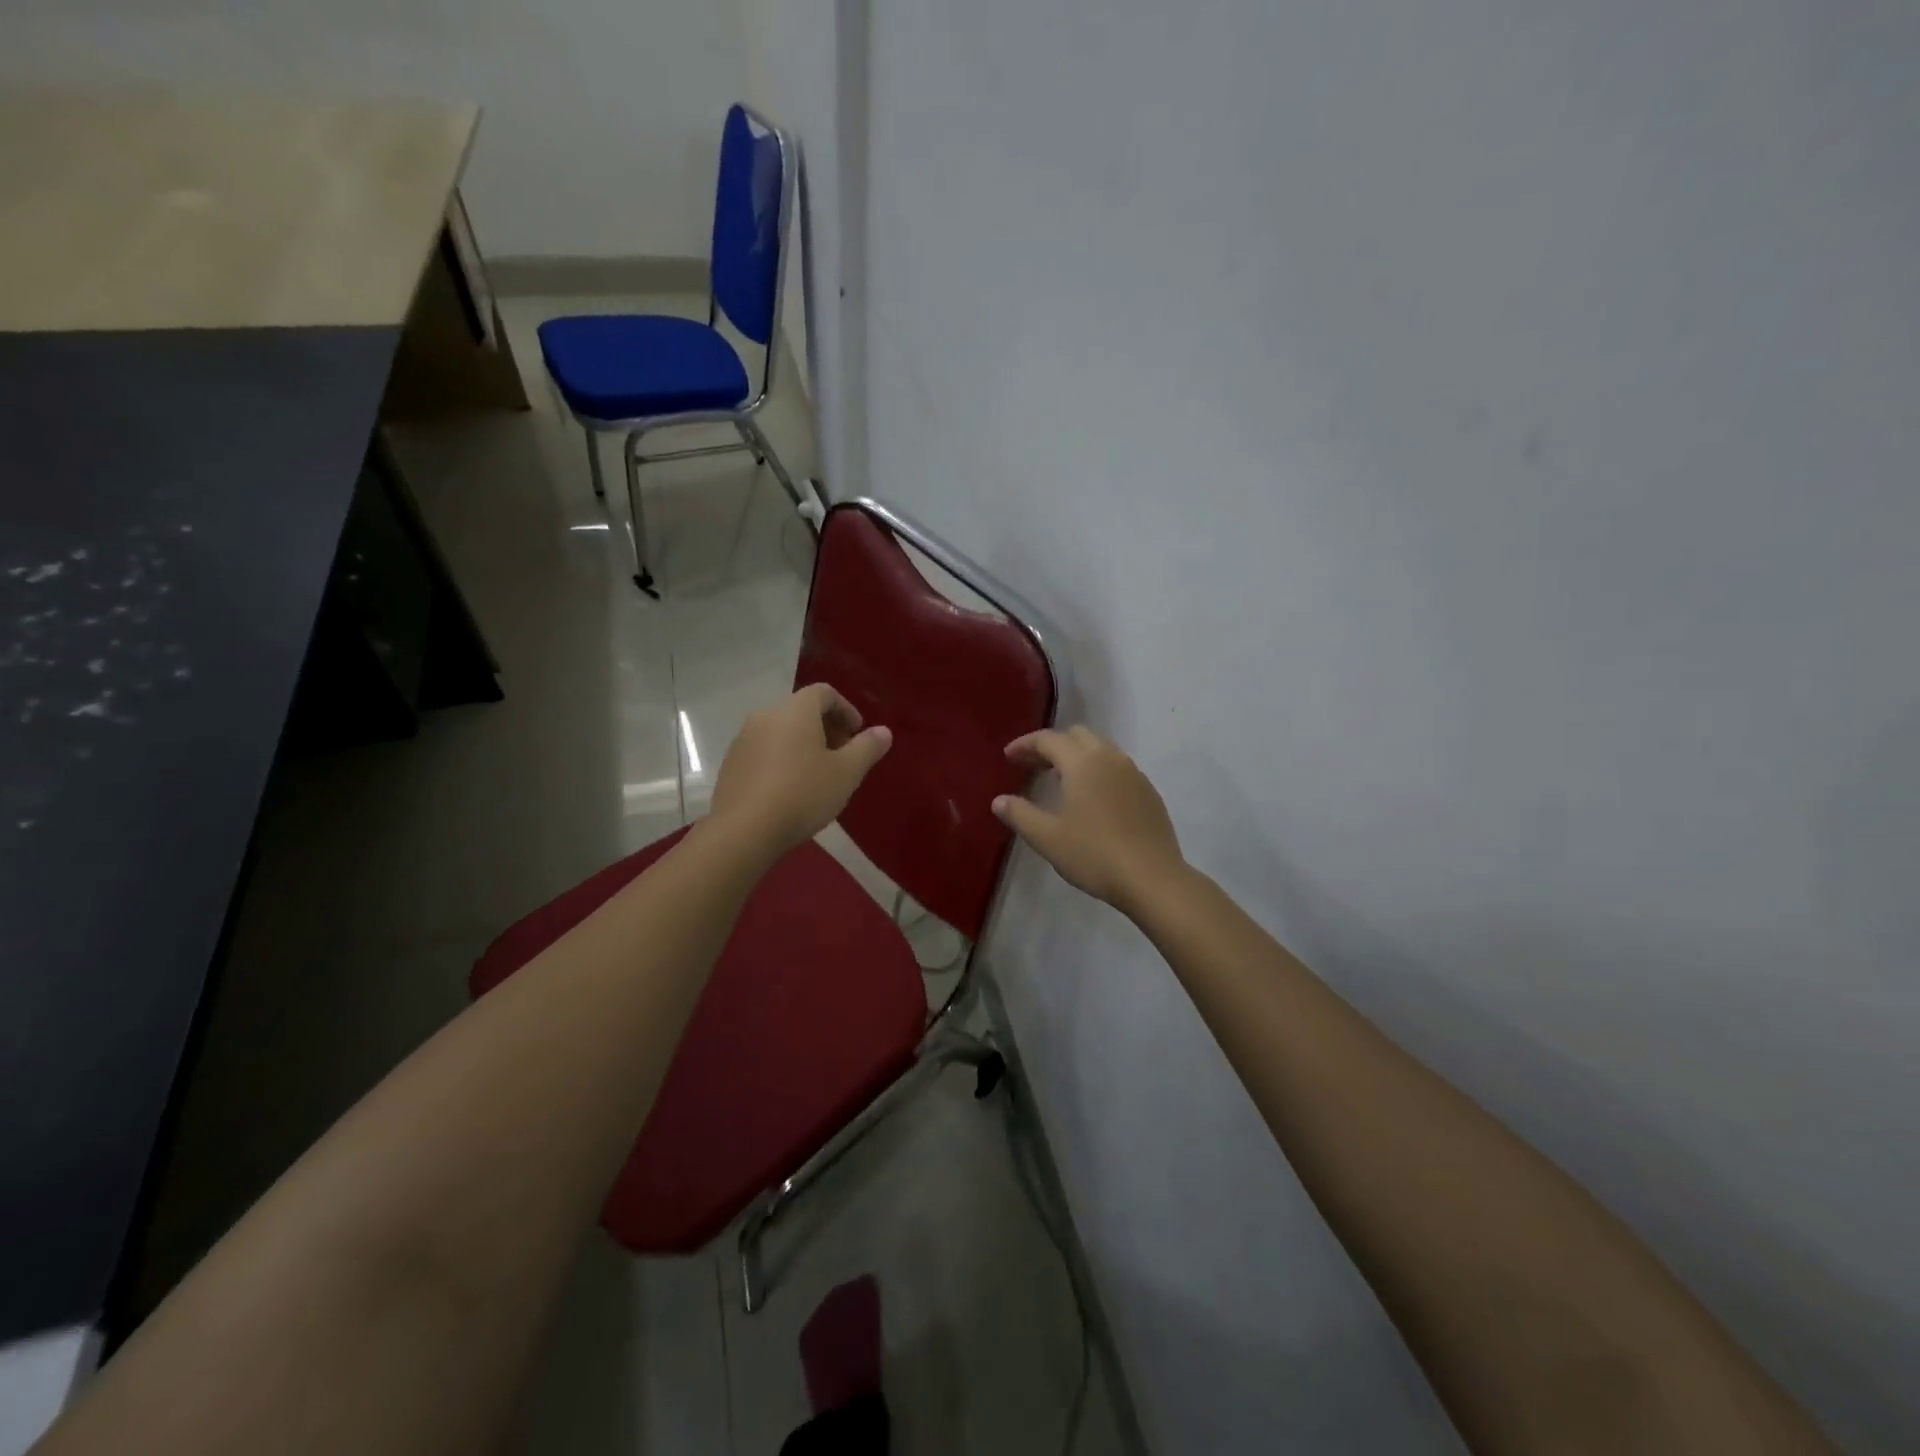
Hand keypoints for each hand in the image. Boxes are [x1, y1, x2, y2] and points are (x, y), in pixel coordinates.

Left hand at [707, 684, 892, 857]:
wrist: (743, 831)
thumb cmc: (802, 794)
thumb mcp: (846, 773)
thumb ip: (867, 748)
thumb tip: (883, 731)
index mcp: (795, 710)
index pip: (825, 693)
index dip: (846, 710)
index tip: (858, 736)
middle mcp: (766, 715)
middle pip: (802, 710)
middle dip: (827, 729)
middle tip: (844, 758)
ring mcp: (743, 739)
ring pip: (782, 731)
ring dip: (804, 745)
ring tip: (819, 776)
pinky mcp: (731, 764)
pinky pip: (764, 751)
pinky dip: (783, 760)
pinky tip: (791, 791)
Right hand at [992, 726, 1185, 915]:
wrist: (1152, 879)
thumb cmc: (1094, 855)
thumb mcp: (1047, 838)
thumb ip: (1020, 815)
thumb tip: (999, 801)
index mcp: (1083, 762)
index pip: (1048, 739)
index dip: (1025, 745)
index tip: (1008, 756)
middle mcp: (1110, 758)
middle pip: (1077, 735)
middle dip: (1052, 745)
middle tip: (1032, 766)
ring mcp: (1134, 773)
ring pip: (1100, 749)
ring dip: (1076, 756)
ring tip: (1059, 781)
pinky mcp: (1148, 792)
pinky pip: (1117, 768)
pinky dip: (1097, 771)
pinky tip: (1091, 799)